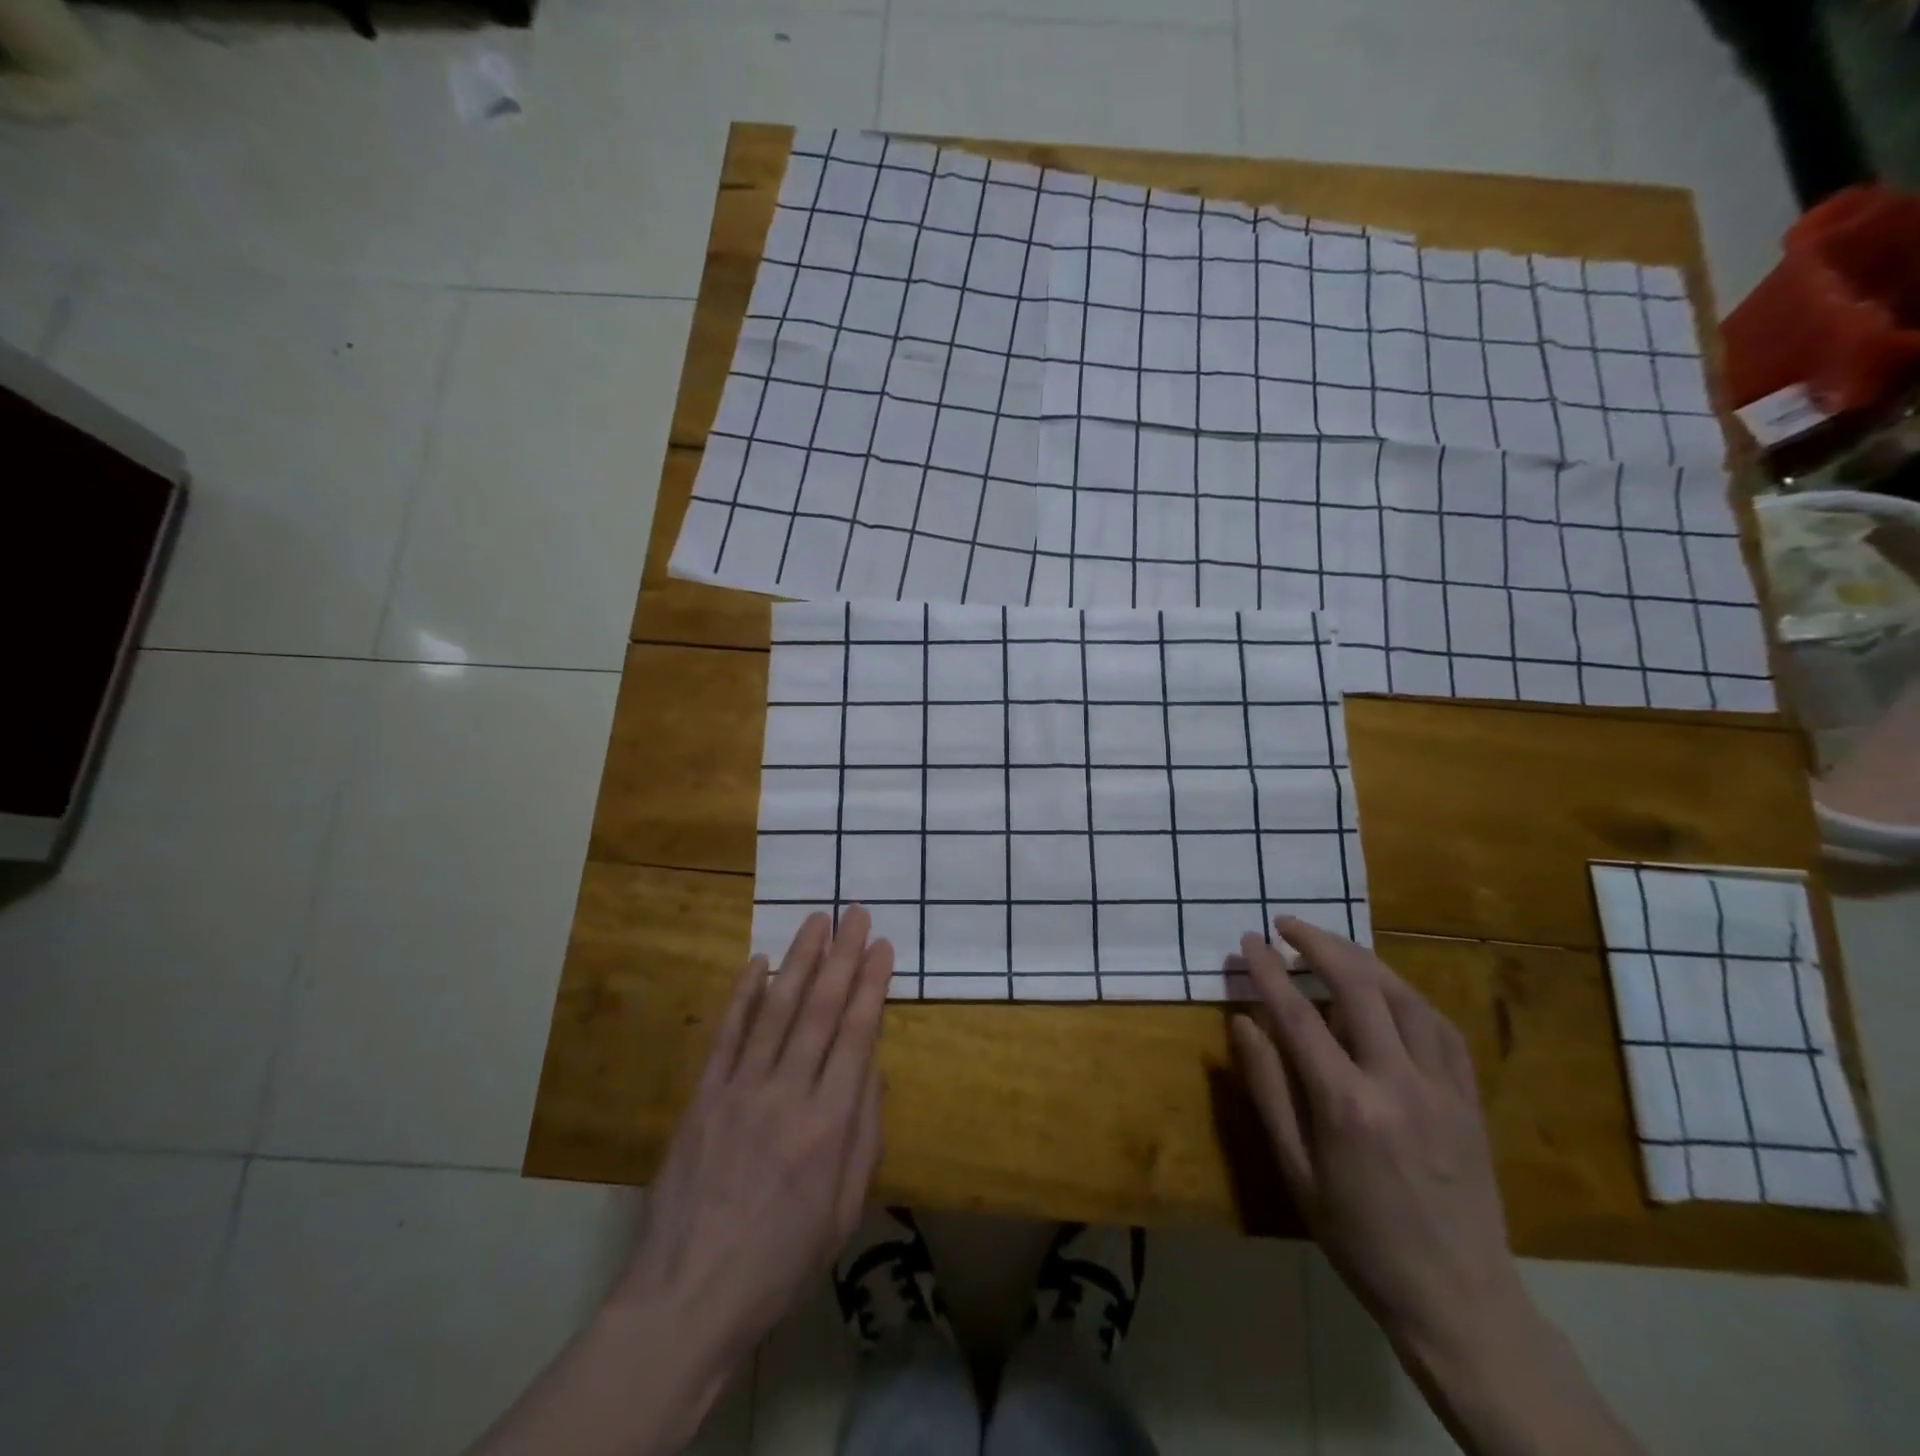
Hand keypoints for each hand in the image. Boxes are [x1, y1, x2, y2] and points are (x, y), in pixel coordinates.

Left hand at [465, 910, 892, 1455]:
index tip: (881, 946)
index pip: (857, 1036)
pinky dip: (743, 996)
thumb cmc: (780, 1262)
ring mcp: (740, 1091)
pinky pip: (727, 1036)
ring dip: (799, 961)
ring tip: (816, 922)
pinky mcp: (703, 1097)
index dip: (871, 985)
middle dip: (842, 957)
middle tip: (854, 913)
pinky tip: (758, 963)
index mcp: (829, 1126)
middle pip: (820, 1011)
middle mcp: (788, 1095)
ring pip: (776, 1011)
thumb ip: (864, 1137)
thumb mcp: (844, 1213)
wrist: (688, 1296)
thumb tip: (874, 1071)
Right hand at [1229, 916, 1521, 1362]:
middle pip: (1357, 987)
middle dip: (1318, 944)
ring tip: (1330, 944)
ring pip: (1404, 997)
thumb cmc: (1359, 1239)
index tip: (1249, 941)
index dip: (1269, 971)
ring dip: (1363, 959)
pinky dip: (1408, 995)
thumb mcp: (1296, 1171)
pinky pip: (1441, 1027)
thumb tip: (1244, 1024)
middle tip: (1286, 924)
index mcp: (1346, 1105)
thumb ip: (1268, 1090)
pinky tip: (1388, 988)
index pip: (1298, 1015)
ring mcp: (1442, 1088)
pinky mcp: (1470, 1099)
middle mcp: (1397, 1082)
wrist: (1458, 1299)